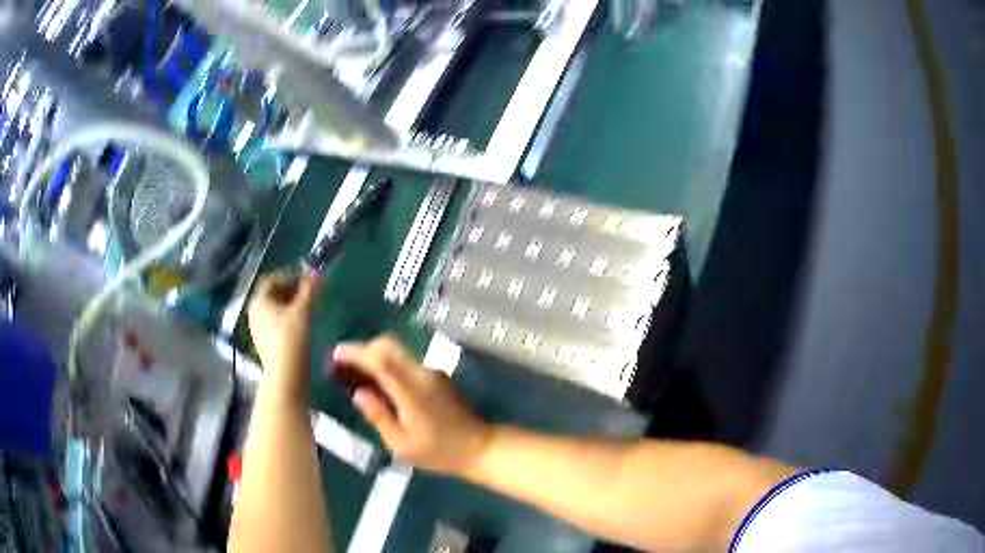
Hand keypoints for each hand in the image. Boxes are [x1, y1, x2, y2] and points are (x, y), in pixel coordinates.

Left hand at [248, 272, 319, 401]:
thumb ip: (310, 289)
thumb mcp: (303, 310)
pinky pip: (274, 325)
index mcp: (259, 300)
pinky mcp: (263, 343)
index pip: (273, 279)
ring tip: (306, 314)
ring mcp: (257, 329)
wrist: (285, 375)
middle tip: (309, 298)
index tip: (307, 285)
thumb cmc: (291, 338)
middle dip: (291, 293)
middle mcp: (254, 312)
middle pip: (272, 295)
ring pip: (273, 310)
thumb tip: (317, 272)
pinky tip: (299, 331)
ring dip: (289, 308)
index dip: (290, 277)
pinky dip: (285, 322)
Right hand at [332, 336, 489, 475]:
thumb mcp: (402, 445)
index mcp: (412, 392)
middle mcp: (422, 374)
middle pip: (389, 346)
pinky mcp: (437, 376)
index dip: (356, 353)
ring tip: (356, 373)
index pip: (380, 361)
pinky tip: (379, 382)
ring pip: (398, 352)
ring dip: (375, 355)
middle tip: (343, 363)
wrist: (479, 447)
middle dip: (363, 348)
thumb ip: (379, 417)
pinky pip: (406, 362)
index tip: (336, 353)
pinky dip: (388, 364)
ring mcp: (432, 372)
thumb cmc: (439, 453)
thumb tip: (358, 393)